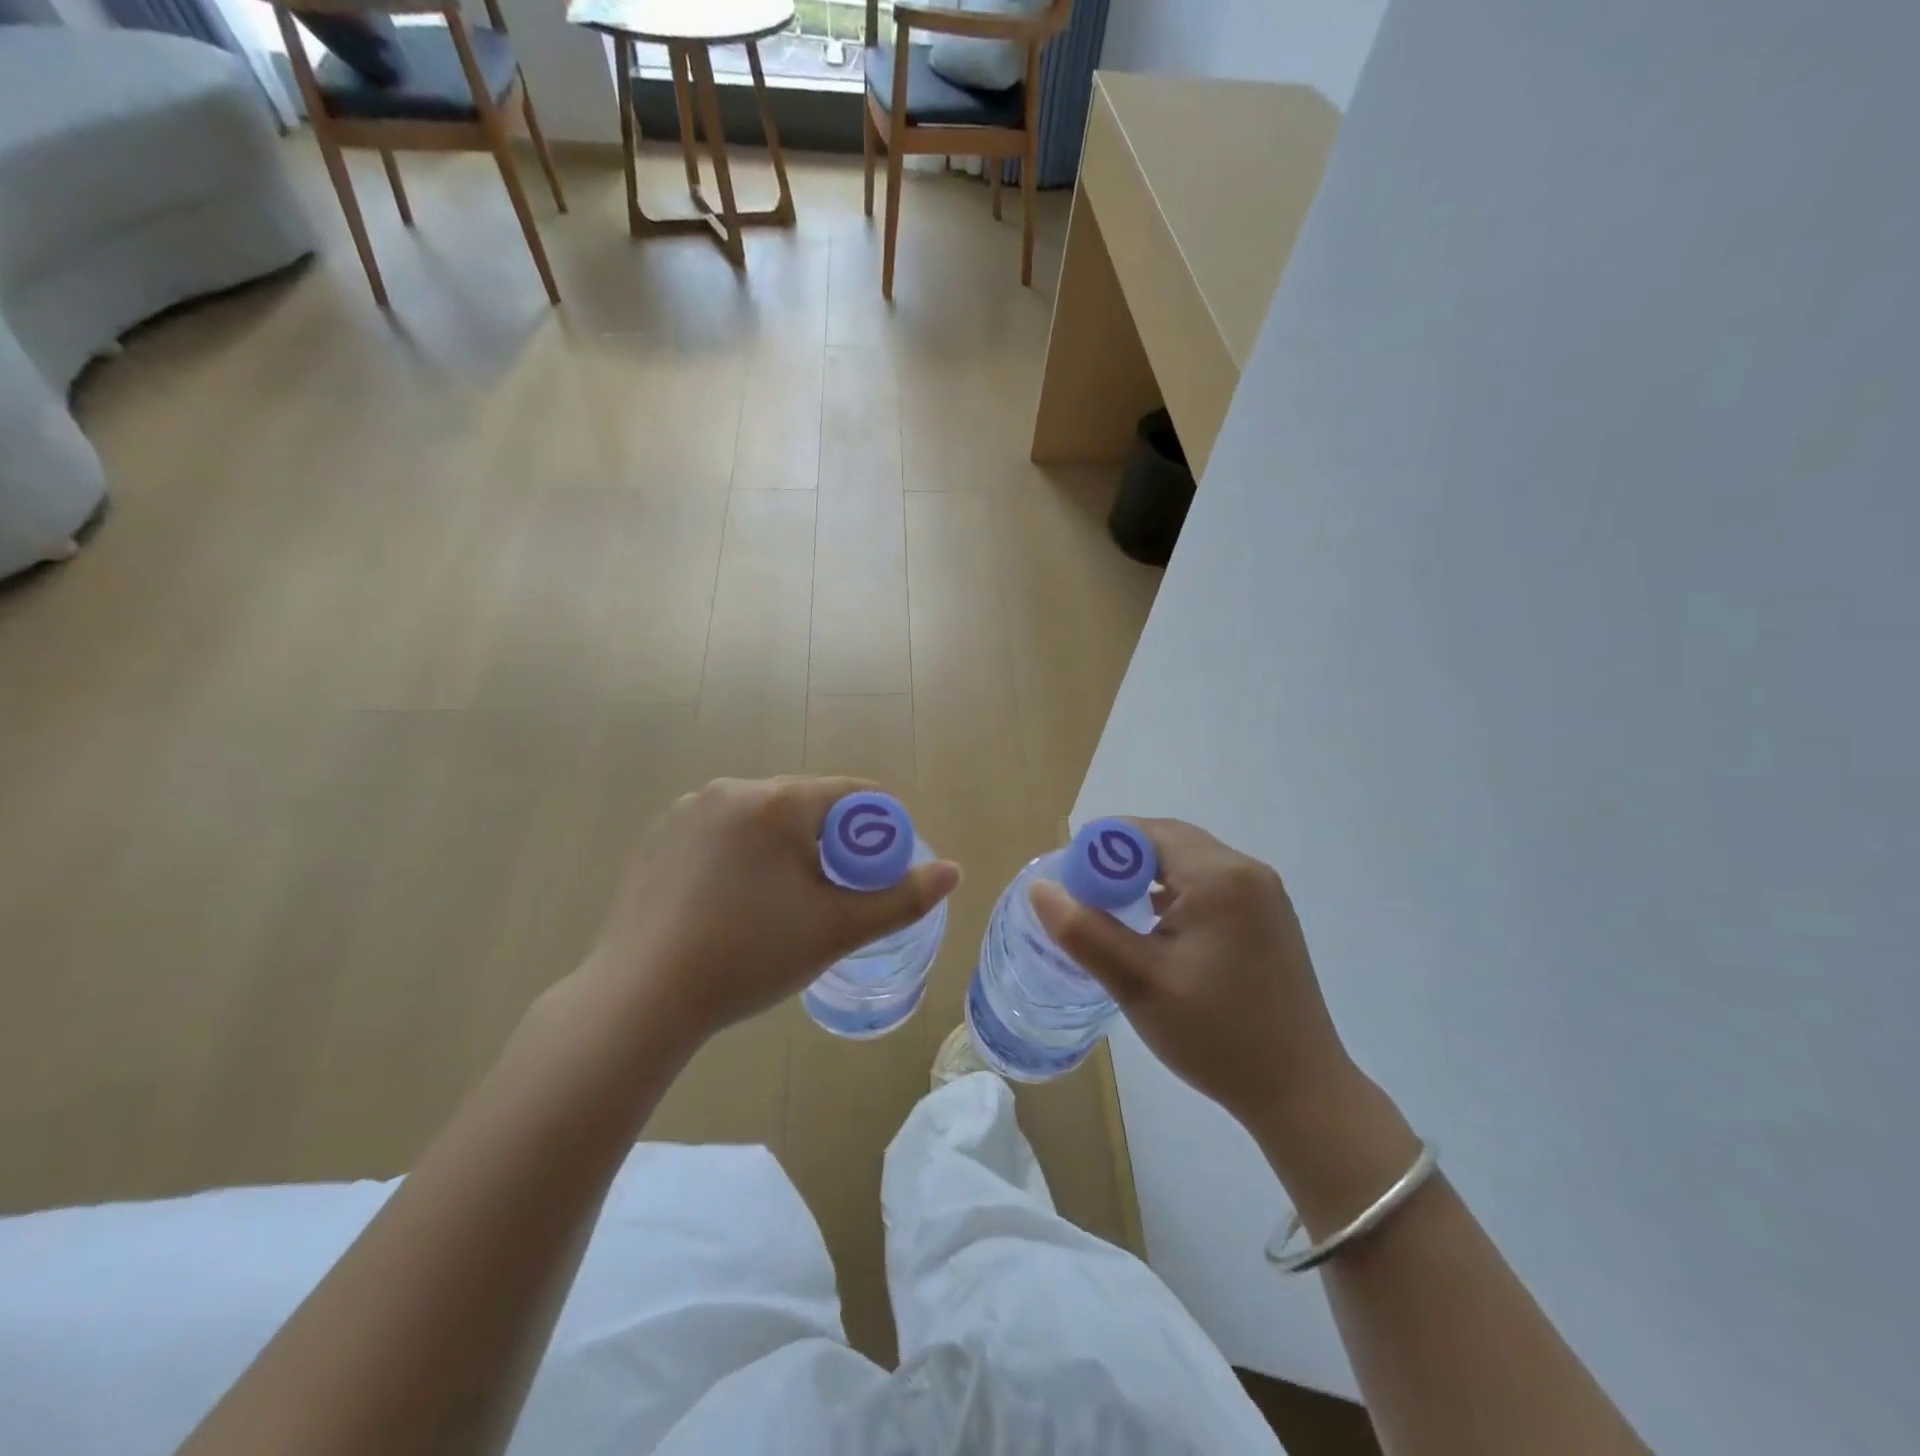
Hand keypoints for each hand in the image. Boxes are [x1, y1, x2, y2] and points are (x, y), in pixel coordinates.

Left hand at [580, 777, 959, 1048]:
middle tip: (832, 898)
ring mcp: (687, 811)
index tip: (878, 873)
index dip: (877, 830)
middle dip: (830, 843)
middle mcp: (730, 790)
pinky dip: (744, 856)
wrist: (639, 999)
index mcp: (776, 801)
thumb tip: (954, 871)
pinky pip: (723, 834)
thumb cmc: (748, 956)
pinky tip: (733, 904)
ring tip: (781, 906)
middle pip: (806, 805)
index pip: (851, 794)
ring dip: (786, 850)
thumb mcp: (836, 930)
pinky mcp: (659, 837)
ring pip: (763, 820)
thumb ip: (901, 899)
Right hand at [1030, 819, 1356, 1137]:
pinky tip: (1157, 930)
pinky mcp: (1269, 918)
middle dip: (1120, 862)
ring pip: (1188, 862)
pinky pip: (1210, 885)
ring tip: (1113, 915)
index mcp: (1219, 875)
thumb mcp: (1137, 983)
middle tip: (1084, 899)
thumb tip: (1040, 888)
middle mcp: (1247, 870)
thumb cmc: (1215, 1035)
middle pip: (1167, 842)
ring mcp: (1264, 893)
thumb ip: (1083, 930)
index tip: (1069, 884)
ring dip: (1147, 877)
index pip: (1144, 833)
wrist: (1301, 1093)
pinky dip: (1176, 894)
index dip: (1098, 850)